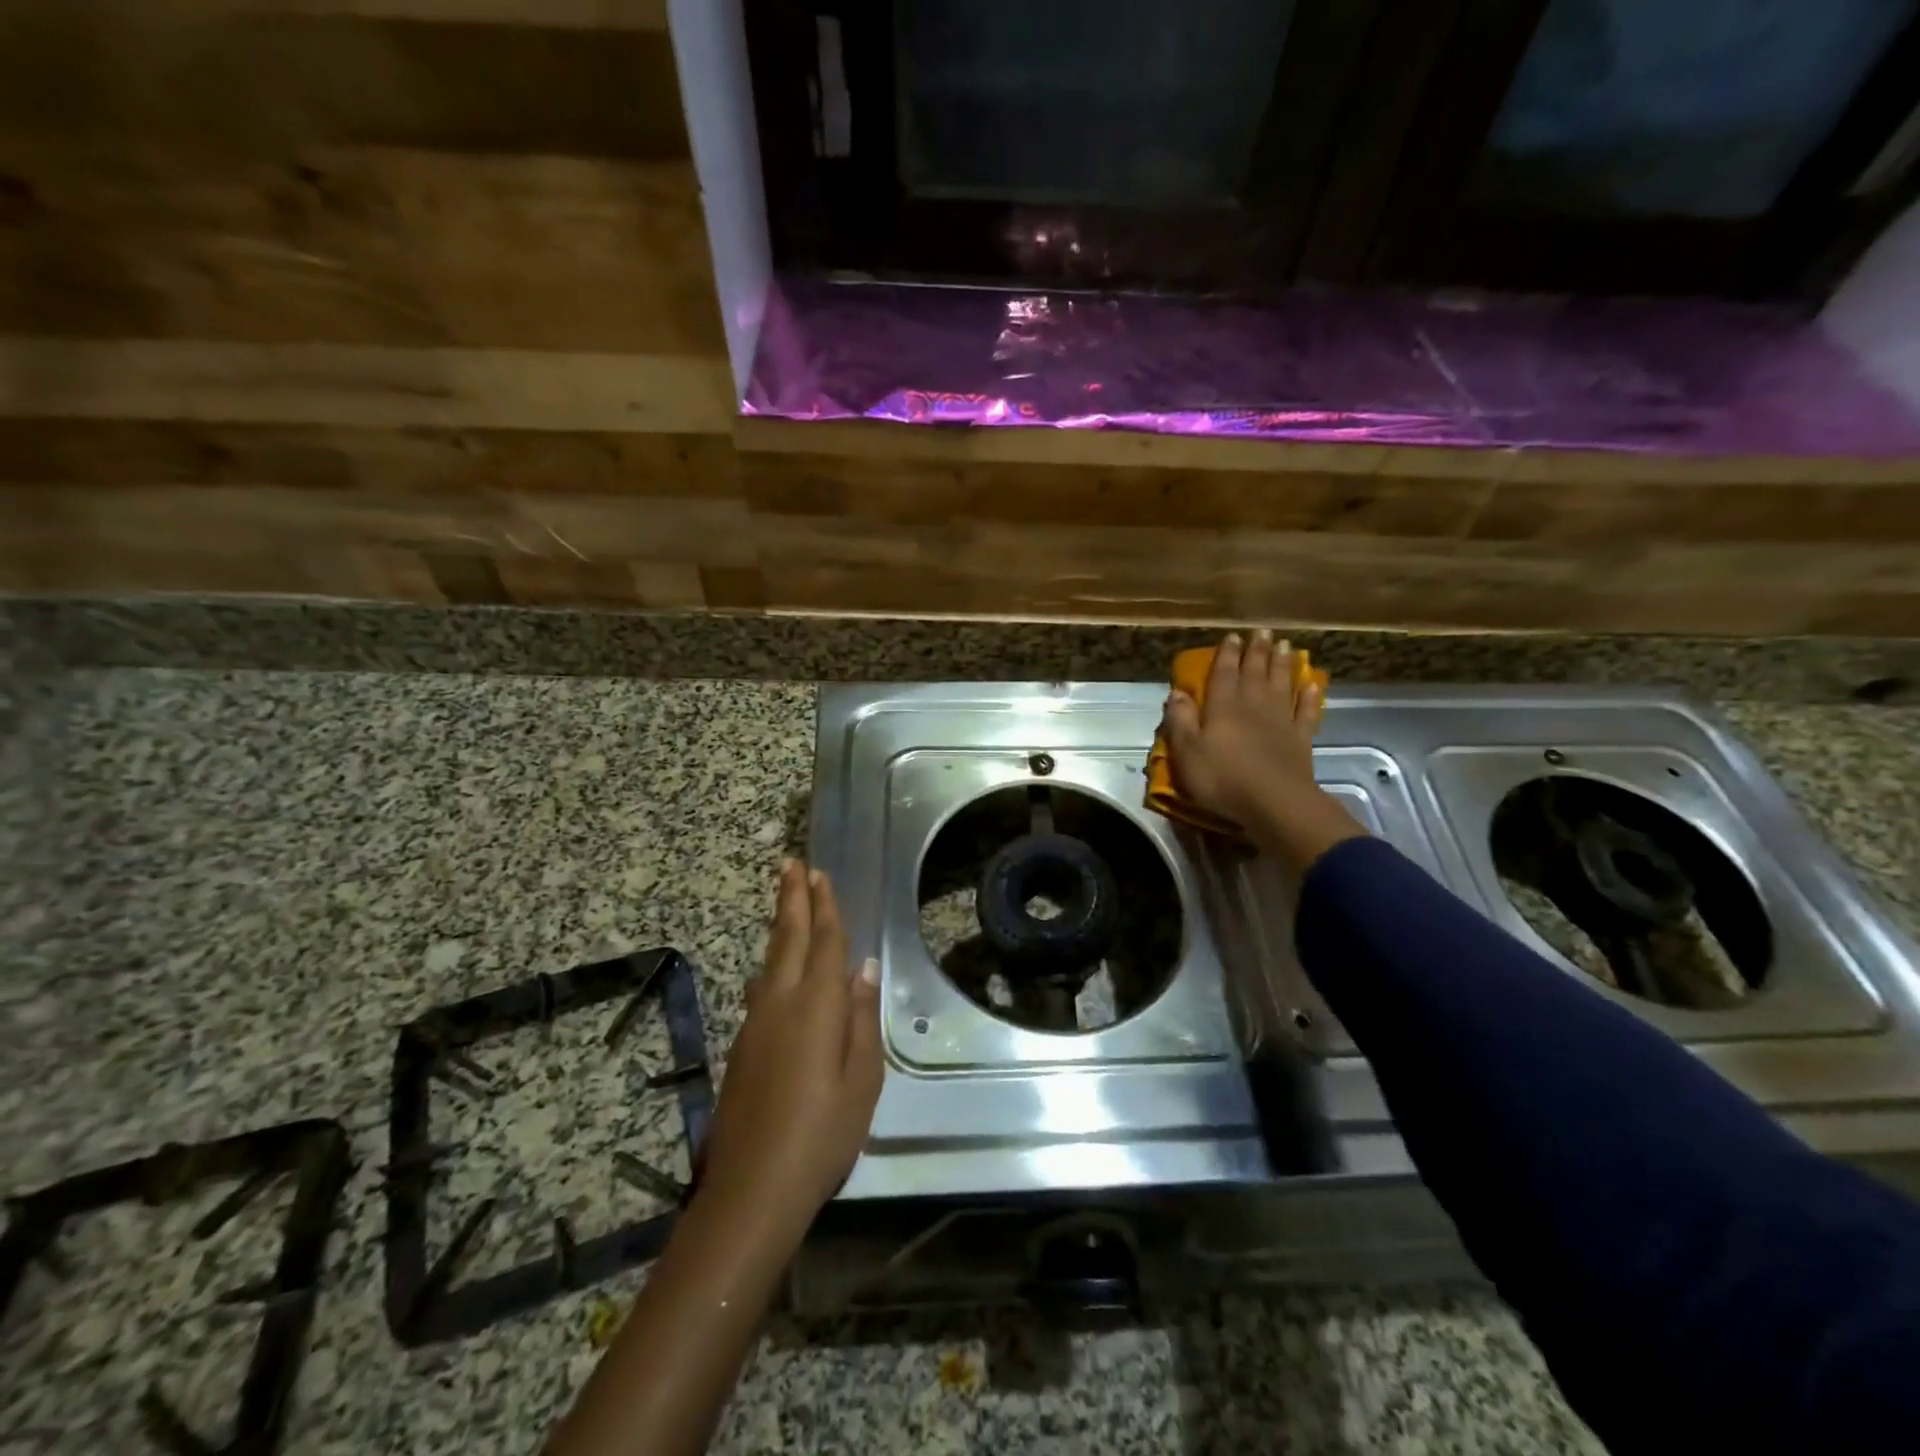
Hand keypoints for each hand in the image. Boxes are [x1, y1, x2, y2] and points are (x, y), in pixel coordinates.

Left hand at [694, 860, 882, 1254]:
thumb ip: (860, 1017)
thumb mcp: (861, 1079)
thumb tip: (864, 968)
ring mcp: (754, 1024)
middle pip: (787, 938)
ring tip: (784, 902)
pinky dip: (771, 963)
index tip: (818, 874)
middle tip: (790, 864)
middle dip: (791, 899)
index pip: (823, 942)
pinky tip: (771, 968)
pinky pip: (760, 988)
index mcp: (815, 1006)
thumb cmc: (822, 1134)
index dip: (824, 906)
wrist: (752, 1188)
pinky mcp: (741, 1046)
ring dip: (779, 926)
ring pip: (769, 960)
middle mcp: (779, 1003)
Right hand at [1161, 629, 1322, 829]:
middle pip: (1255, 673)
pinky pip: (1306, 713)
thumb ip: (1180, 721)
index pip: (1223, 674)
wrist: (1274, 803)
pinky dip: (1309, 697)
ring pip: (1281, 686)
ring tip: (1286, 646)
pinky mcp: (1301, 741)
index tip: (1232, 636)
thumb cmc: (1222, 779)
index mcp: (1222, 708)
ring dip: (1283, 665)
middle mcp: (1253, 707)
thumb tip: (1177, 692)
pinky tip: (1312, 685)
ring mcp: (1280, 722)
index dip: (1227, 655)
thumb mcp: (1186, 752)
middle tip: (1263, 632)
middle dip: (1257, 652)